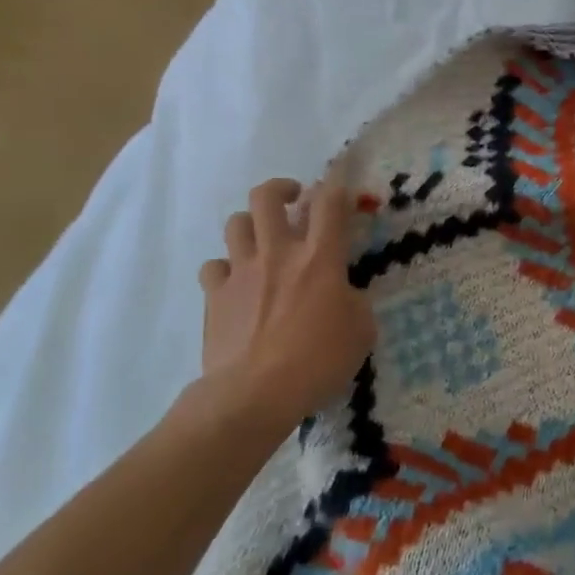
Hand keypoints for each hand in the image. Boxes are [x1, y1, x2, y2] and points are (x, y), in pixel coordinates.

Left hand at [194, 171, 374, 428]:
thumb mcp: (361, 331)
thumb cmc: (318, 361)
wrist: (253, 393)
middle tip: (294, 200)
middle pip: (267, 197)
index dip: (337, 183)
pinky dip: (225, 269)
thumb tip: (343, 295)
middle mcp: (278, 252)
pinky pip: (213, 266)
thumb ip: (354, 301)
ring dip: (251, 224)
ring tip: (263, 240)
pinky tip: (236, 283)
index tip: (340, 181)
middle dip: (282, 189)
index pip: (330, 202)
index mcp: (320, 257)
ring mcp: (241, 271)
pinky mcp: (215, 295)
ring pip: (236, 223)